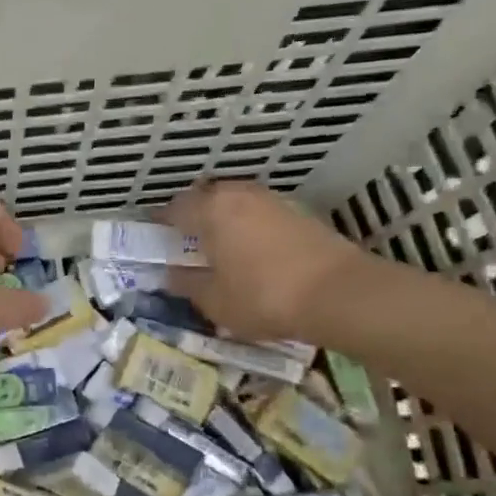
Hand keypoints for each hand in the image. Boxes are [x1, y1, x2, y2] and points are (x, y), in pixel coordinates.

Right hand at [163, 178, 380, 341]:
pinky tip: (250, 251)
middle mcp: (238, 195)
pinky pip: (258, 213)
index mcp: (210, 210)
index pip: (174, 209)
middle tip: (185, 243)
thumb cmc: (263, 296)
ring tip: (218, 247)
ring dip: (222, 219)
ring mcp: (271, 200)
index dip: (160, 224)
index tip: (155, 241)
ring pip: (234, 203)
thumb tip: (171, 274)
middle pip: (205, 198)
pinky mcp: (298, 213)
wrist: (340, 294)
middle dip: (192, 216)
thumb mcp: (214, 300)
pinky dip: (247, 226)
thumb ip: (187, 283)